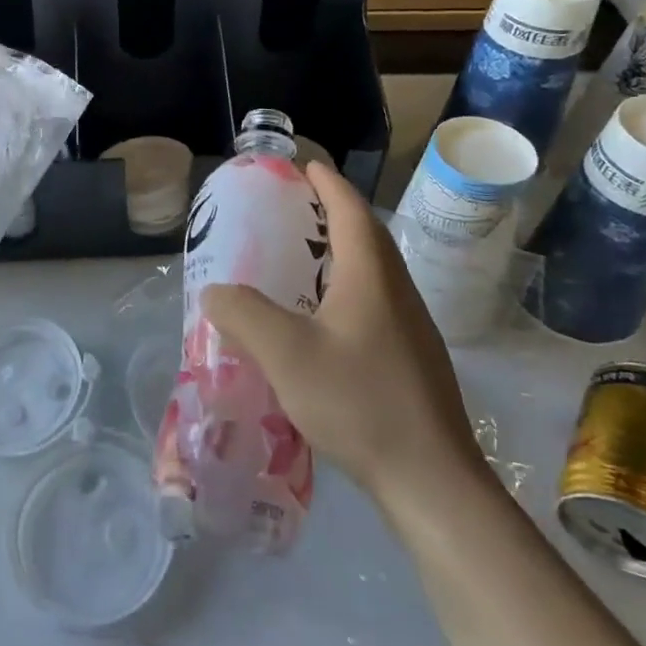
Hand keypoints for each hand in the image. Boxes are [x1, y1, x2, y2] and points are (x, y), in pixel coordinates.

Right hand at [201, 162, 484, 510]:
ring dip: (341, 252)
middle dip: (333, 212)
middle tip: (293, 210)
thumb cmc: (360, 402)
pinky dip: (347, 289)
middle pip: (366, 235)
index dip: (327, 183)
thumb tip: (214, 291)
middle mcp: (396, 291)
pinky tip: (322, 321)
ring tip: (301, 260)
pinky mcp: (412, 359)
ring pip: (373, 272)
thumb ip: (243, 314)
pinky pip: (375, 303)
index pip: (350, 210)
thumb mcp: (286, 354)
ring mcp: (410, 327)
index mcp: (371, 275)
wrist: (431, 479)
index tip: (304, 166)